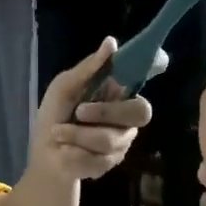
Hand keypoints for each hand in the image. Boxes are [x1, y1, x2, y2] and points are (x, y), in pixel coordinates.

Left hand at [31, 38, 152, 180]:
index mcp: (117, 93)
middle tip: (78, 112)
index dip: (153, 68)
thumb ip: (88, 68)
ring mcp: (122, 142)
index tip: (160, 60)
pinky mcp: (111, 164)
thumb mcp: (65, 88)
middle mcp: (127, 117)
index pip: (142, 78)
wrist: (44, 154)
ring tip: (58, 134)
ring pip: (110, 139)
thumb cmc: (55, 115)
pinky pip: (97, 159)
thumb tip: (111, 41)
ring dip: (76, 135)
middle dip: (104, 112)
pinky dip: (73, 153)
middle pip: (140, 112)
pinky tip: (65, 152)